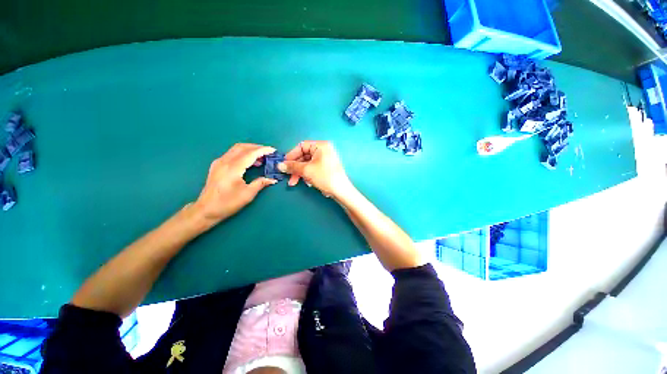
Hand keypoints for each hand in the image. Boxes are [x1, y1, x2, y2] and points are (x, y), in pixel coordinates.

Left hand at [193, 143, 277, 224]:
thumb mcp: (247, 194)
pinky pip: (232, 154)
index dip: (263, 150)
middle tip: (268, 152)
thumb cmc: (227, 203)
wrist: (206, 209)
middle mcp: (225, 161)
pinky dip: (243, 153)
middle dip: (257, 147)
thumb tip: (273, 179)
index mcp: (233, 168)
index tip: (273, 150)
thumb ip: (260, 183)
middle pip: (242, 147)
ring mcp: (219, 162)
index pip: (250, 153)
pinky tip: (249, 162)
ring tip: (261, 157)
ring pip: (236, 149)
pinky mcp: (217, 165)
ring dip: (250, 150)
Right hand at [278, 141, 353, 198]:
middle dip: (295, 167)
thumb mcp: (306, 170)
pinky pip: (313, 168)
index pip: (301, 146)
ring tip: (295, 182)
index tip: (284, 164)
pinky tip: (307, 183)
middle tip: (288, 176)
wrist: (341, 191)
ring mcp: (326, 159)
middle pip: (304, 156)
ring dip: (300, 173)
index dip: (291, 155)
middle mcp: (324, 150)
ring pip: (308, 164)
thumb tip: (279, 165)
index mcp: (321, 146)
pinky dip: (307, 174)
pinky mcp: (326, 168)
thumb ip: (292, 166)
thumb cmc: (324, 177)